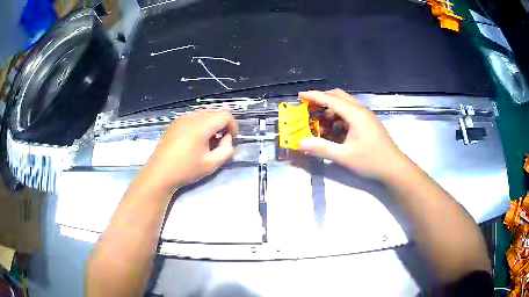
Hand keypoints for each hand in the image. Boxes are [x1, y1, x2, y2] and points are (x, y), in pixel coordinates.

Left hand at [144, 110, 237, 191]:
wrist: (159, 173)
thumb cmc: (185, 169)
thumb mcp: (211, 164)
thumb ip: (226, 150)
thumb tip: (227, 139)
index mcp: (202, 125)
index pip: (225, 115)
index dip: (233, 126)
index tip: (231, 140)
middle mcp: (192, 117)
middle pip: (215, 113)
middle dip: (222, 125)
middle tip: (221, 142)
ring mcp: (182, 119)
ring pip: (204, 114)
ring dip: (211, 125)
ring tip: (208, 142)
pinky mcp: (175, 123)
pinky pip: (193, 118)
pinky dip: (200, 125)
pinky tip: (195, 141)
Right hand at [299, 89, 406, 179]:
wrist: (394, 168)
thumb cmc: (371, 160)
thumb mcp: (344, 156)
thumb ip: (321, 148)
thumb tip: (301, 143)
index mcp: (355, 114)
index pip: (330, 99)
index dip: (314, 96)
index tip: (300, 95)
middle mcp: (360, 110)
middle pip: (338, 96)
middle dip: (322, 99)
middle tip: (309, 108)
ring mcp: (366, 116)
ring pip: (345, 104)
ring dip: (331, 109)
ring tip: (320, 122)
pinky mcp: (369, 123)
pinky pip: (351, 113)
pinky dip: (340, 117)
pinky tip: (335, 130)